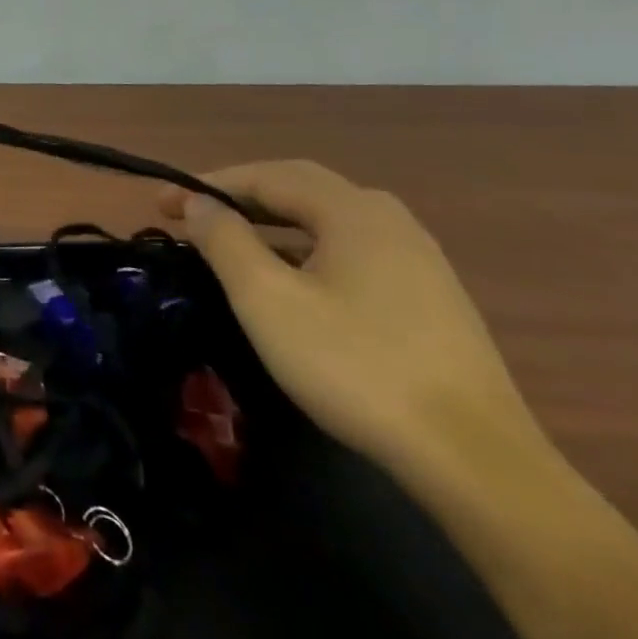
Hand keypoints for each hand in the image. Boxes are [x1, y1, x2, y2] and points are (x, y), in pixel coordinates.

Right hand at [158, 161, 542, 484]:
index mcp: (354, 212)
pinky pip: (352, 248)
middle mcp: (391, 222)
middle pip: (301, 187)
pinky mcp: (430, 297)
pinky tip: (291, 277)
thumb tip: (199, 202)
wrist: (475, 462)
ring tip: (233, 239)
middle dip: (241, 194)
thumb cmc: (355, 367)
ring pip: (329, 218)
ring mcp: (419, 260)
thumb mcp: (267, 300)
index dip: (208, 184)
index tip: (162, 204)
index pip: (267, 175)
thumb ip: (226, 240)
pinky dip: (305, 245)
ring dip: (273, 219)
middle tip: (193, 212)